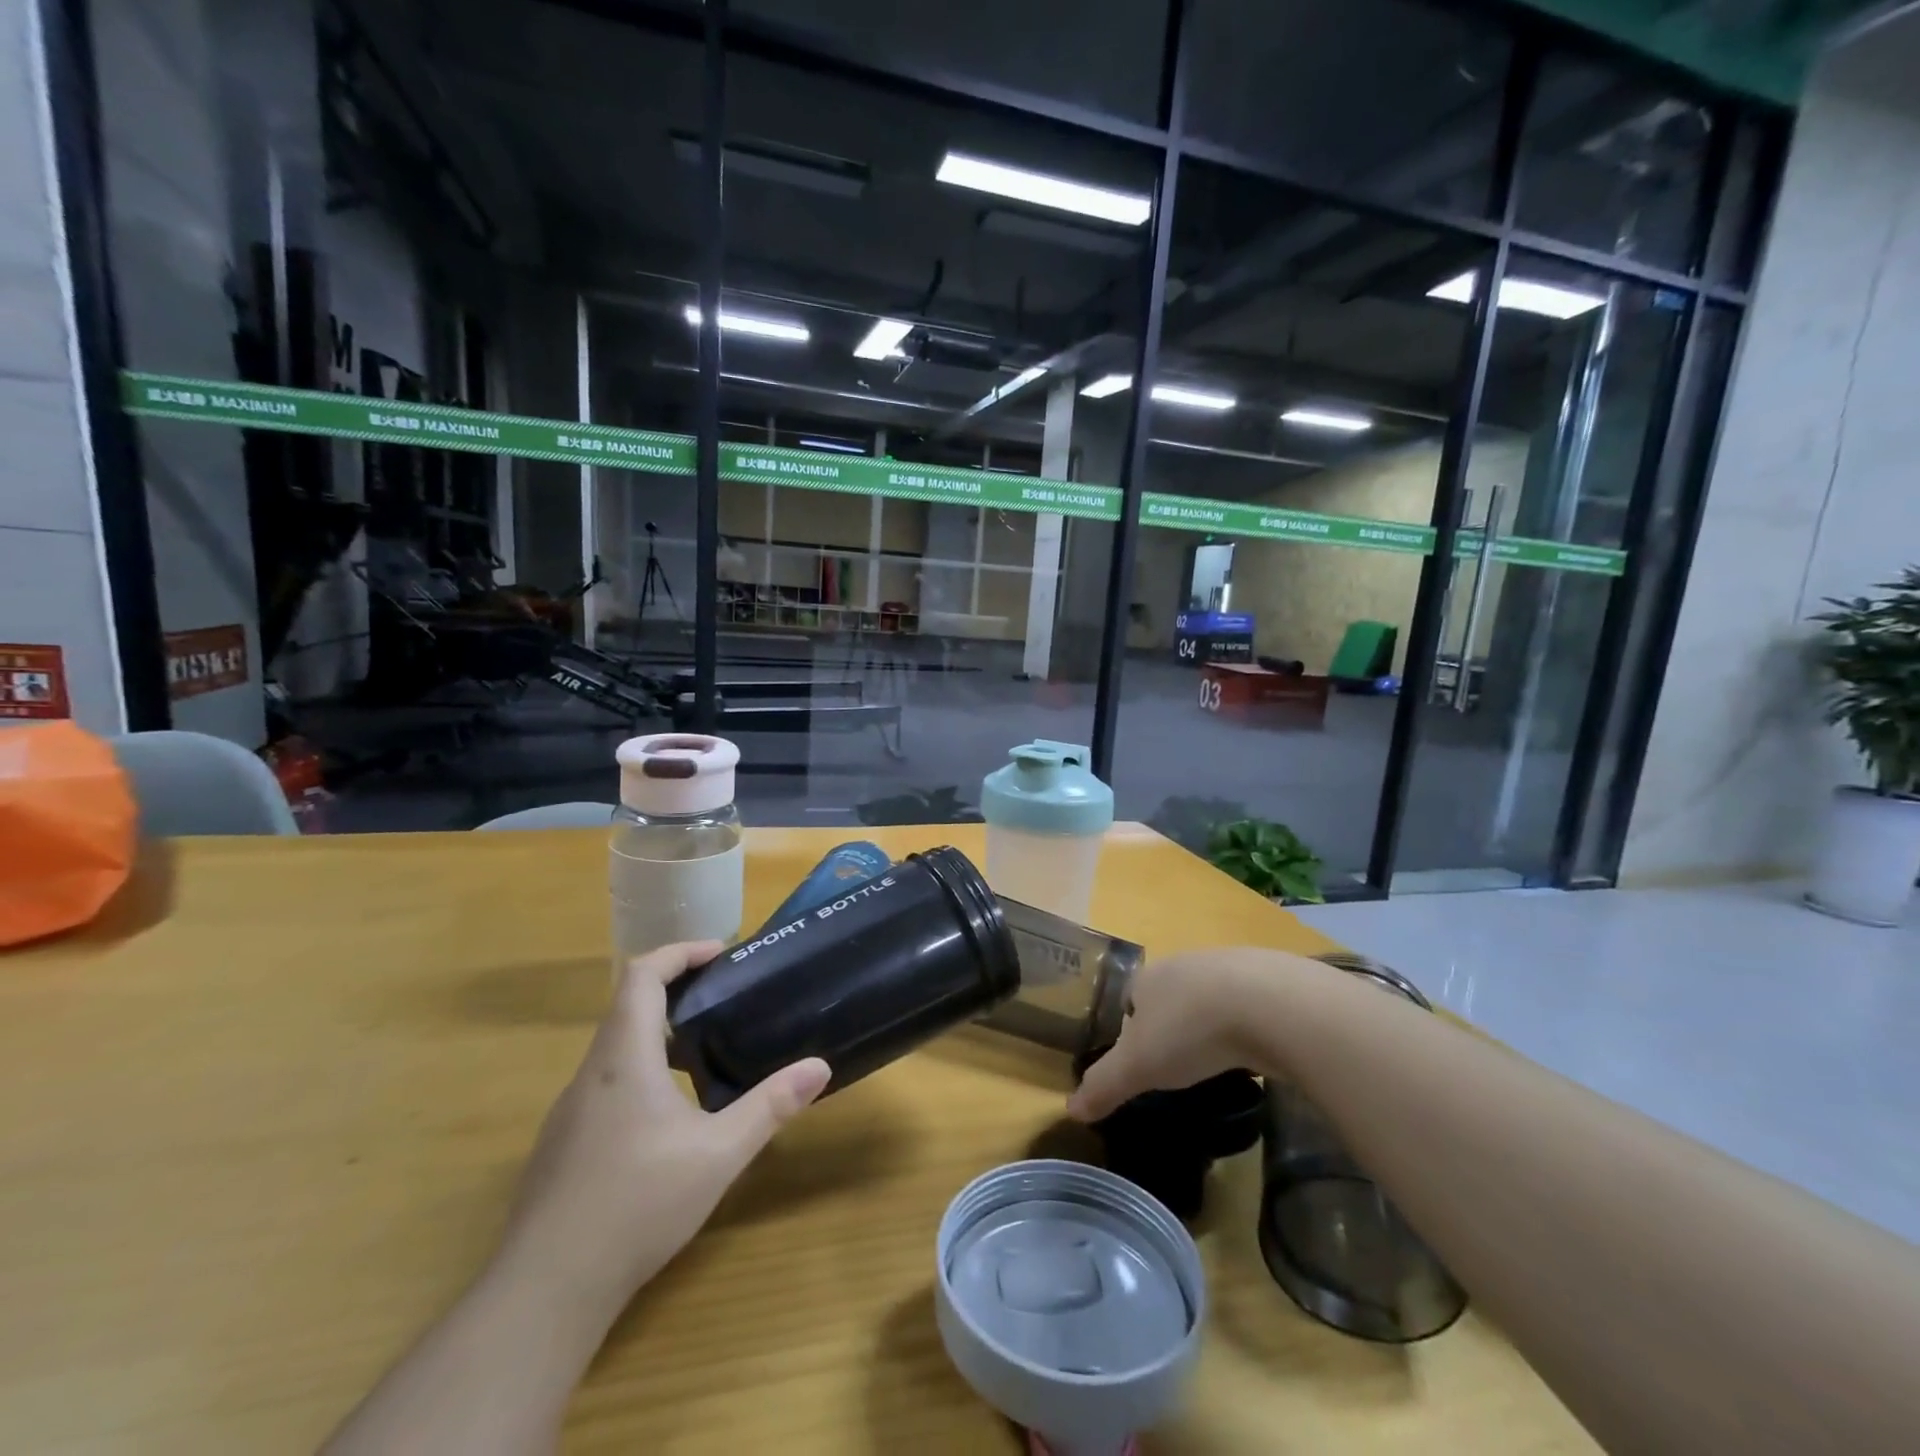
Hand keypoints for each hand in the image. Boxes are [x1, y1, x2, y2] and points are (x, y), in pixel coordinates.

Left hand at [496, 941, 830, 1328]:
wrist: (544, 1293)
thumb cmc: (637, 1205)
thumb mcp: (719, 1154)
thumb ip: (770, 1106)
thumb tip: (820, 1067)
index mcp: (623, 1057)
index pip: (642, 975)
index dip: (680, 953)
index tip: (720, 953)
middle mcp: (590, 1073)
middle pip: (627, 1006)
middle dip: (676, 990)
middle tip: (723, 998)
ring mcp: (569, 1111)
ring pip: (614, 1048)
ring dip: (657, 1033)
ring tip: (704, 1052)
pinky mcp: (561, 1145)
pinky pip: (604, 1084)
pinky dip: (639, 1071)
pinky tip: (667, 1117)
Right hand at [1067, 947, 1314, 1122]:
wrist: (1271, 1004)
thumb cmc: (1190, 1030)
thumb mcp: (1138, 1066)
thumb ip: (1104, 1085)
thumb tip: (1069, 1109)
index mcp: (1149, 978)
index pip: (1131, 998)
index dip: (1132, 1028)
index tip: (1142, 1061)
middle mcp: (1185, 964)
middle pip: (1171, 995)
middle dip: (1173, 1025)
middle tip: (1181, 1065)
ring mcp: (1231, 967)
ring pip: (1212, 998)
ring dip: (1212, 1024)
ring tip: (1219, 1062)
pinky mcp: (1272, 980)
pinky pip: (1251, 1005)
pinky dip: (1250, 1026)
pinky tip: (1257, 1052)